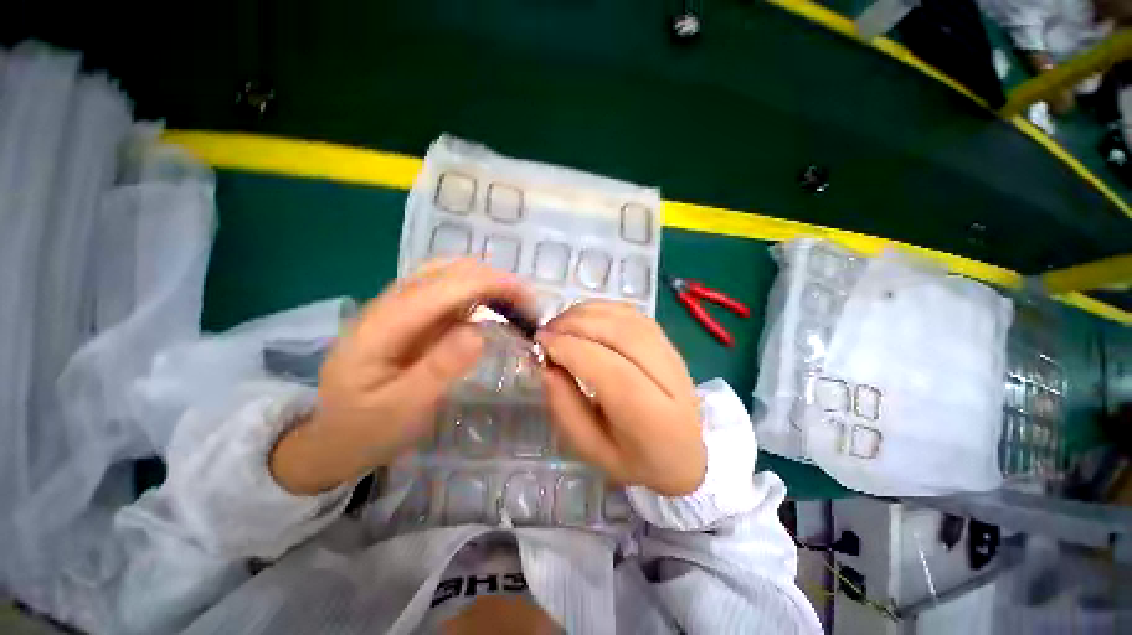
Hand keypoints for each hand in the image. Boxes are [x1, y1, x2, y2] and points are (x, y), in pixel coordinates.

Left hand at [270, 259, 533, 494]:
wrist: (333, 437)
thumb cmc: (366, 429)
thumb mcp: (402, 410)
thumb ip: (438, 369)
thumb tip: (479, 333)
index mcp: (380, 326)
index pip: (440, 288)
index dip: (487, 284)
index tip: (526, 298)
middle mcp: (387, 305)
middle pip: (444, 270)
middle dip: (492, 278)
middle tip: (527, 304)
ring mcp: (398, 307)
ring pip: (447, 274)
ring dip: (486, 282)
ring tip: (516, 304)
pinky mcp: (410, 316)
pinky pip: (447, 291)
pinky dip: (477, 292)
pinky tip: (493, 308)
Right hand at [537, 302, 705, 495]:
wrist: (683, 452)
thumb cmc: (634, 460)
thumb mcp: (591, 449)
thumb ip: (565, 408)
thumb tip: (547, 365)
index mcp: (653, 419)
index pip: (612, 371)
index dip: (573, 350)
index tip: (542, 343)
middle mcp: (670, 379)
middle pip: (623, 335)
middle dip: (577, 325)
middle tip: (546, 331)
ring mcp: (673, 355)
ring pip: (628, 318)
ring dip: (588, 313)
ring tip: (561, 325)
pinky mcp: (667, 341)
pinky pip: (632, 314)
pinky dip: (603, 309)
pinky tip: (584, 319)